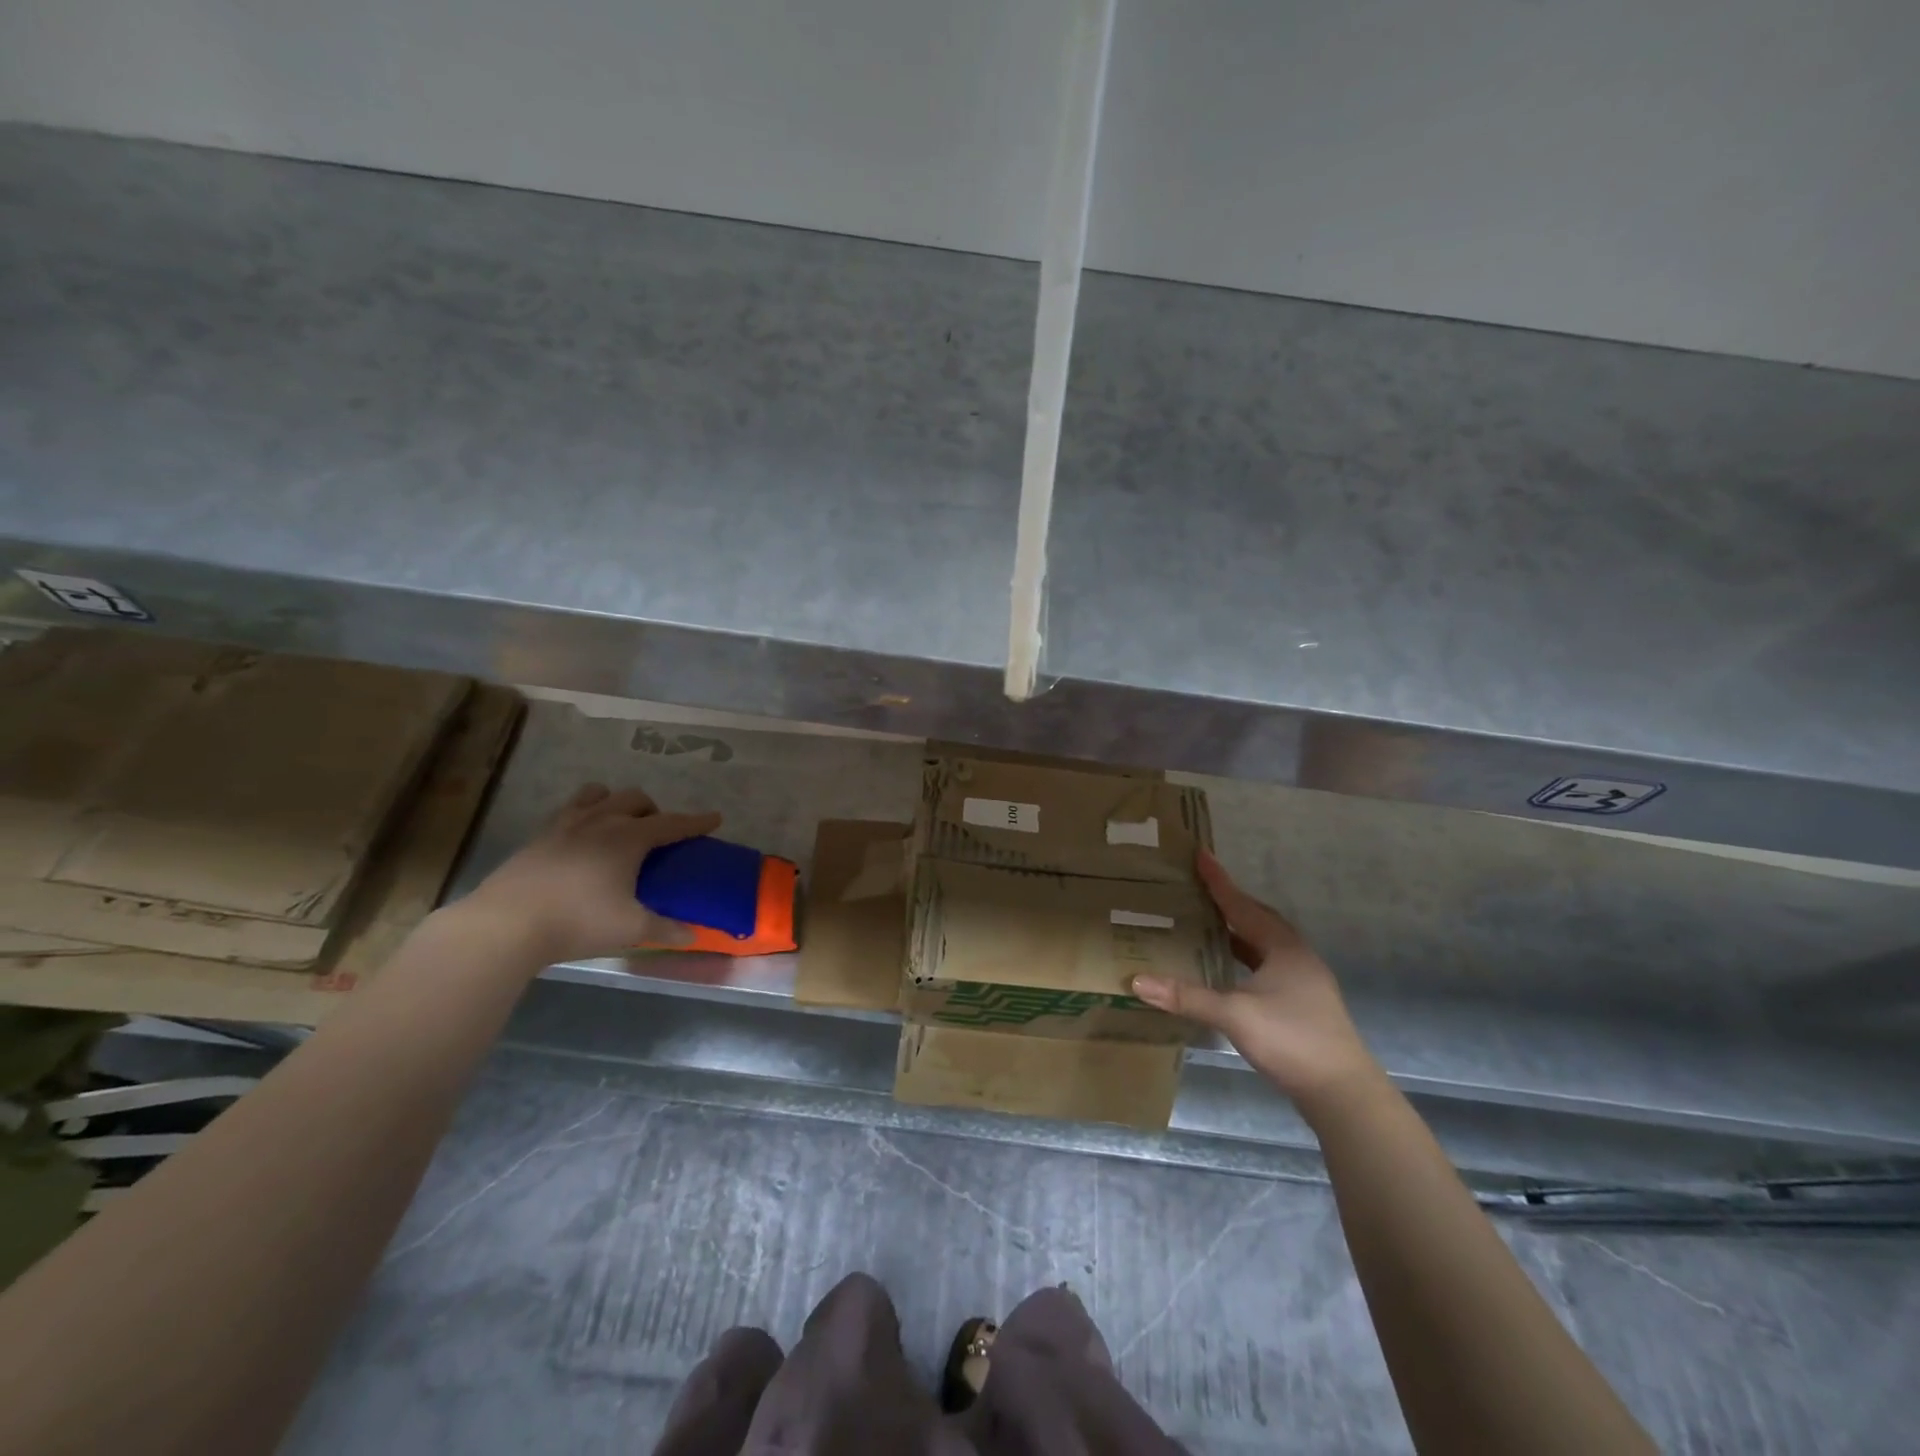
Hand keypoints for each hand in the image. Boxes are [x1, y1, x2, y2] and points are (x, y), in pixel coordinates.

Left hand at [459, 783, 721, 965]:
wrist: (505, 924)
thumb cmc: (577, 921)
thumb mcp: (629, 929)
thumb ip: (665, 929)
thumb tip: (692, 934)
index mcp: (628, 838)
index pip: (672, 823)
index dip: (696, 821)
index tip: (715, 817)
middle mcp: (600, 821)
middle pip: (634, 799)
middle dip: (652, 810)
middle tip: (657, 833)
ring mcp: (564, 825)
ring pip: (597, 794)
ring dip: (614, 802)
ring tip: (617, 825)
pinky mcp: (538, 837)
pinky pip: (569, 811)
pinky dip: (585, 815)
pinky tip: (580, 841)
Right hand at [1132, 850, 1378, 1109]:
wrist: (1343, 1092)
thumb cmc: (1291, 1040)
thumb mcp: (1234, 1015)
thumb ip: (1186, 997)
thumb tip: (1137, 981)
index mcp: (1282, 947)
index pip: (1242, 905)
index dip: (1219, 881)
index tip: (1200, 854)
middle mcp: (1295, 955)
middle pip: (1258, 918)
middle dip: (1229, 901)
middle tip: (1199, 888)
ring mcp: (1303, 980)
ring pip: (1264, 942)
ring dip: (1238, 930)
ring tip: (1208, 923)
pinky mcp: (1302, 1002)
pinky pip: (1267, 963)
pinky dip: (1245, 956)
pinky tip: (1229, 967)